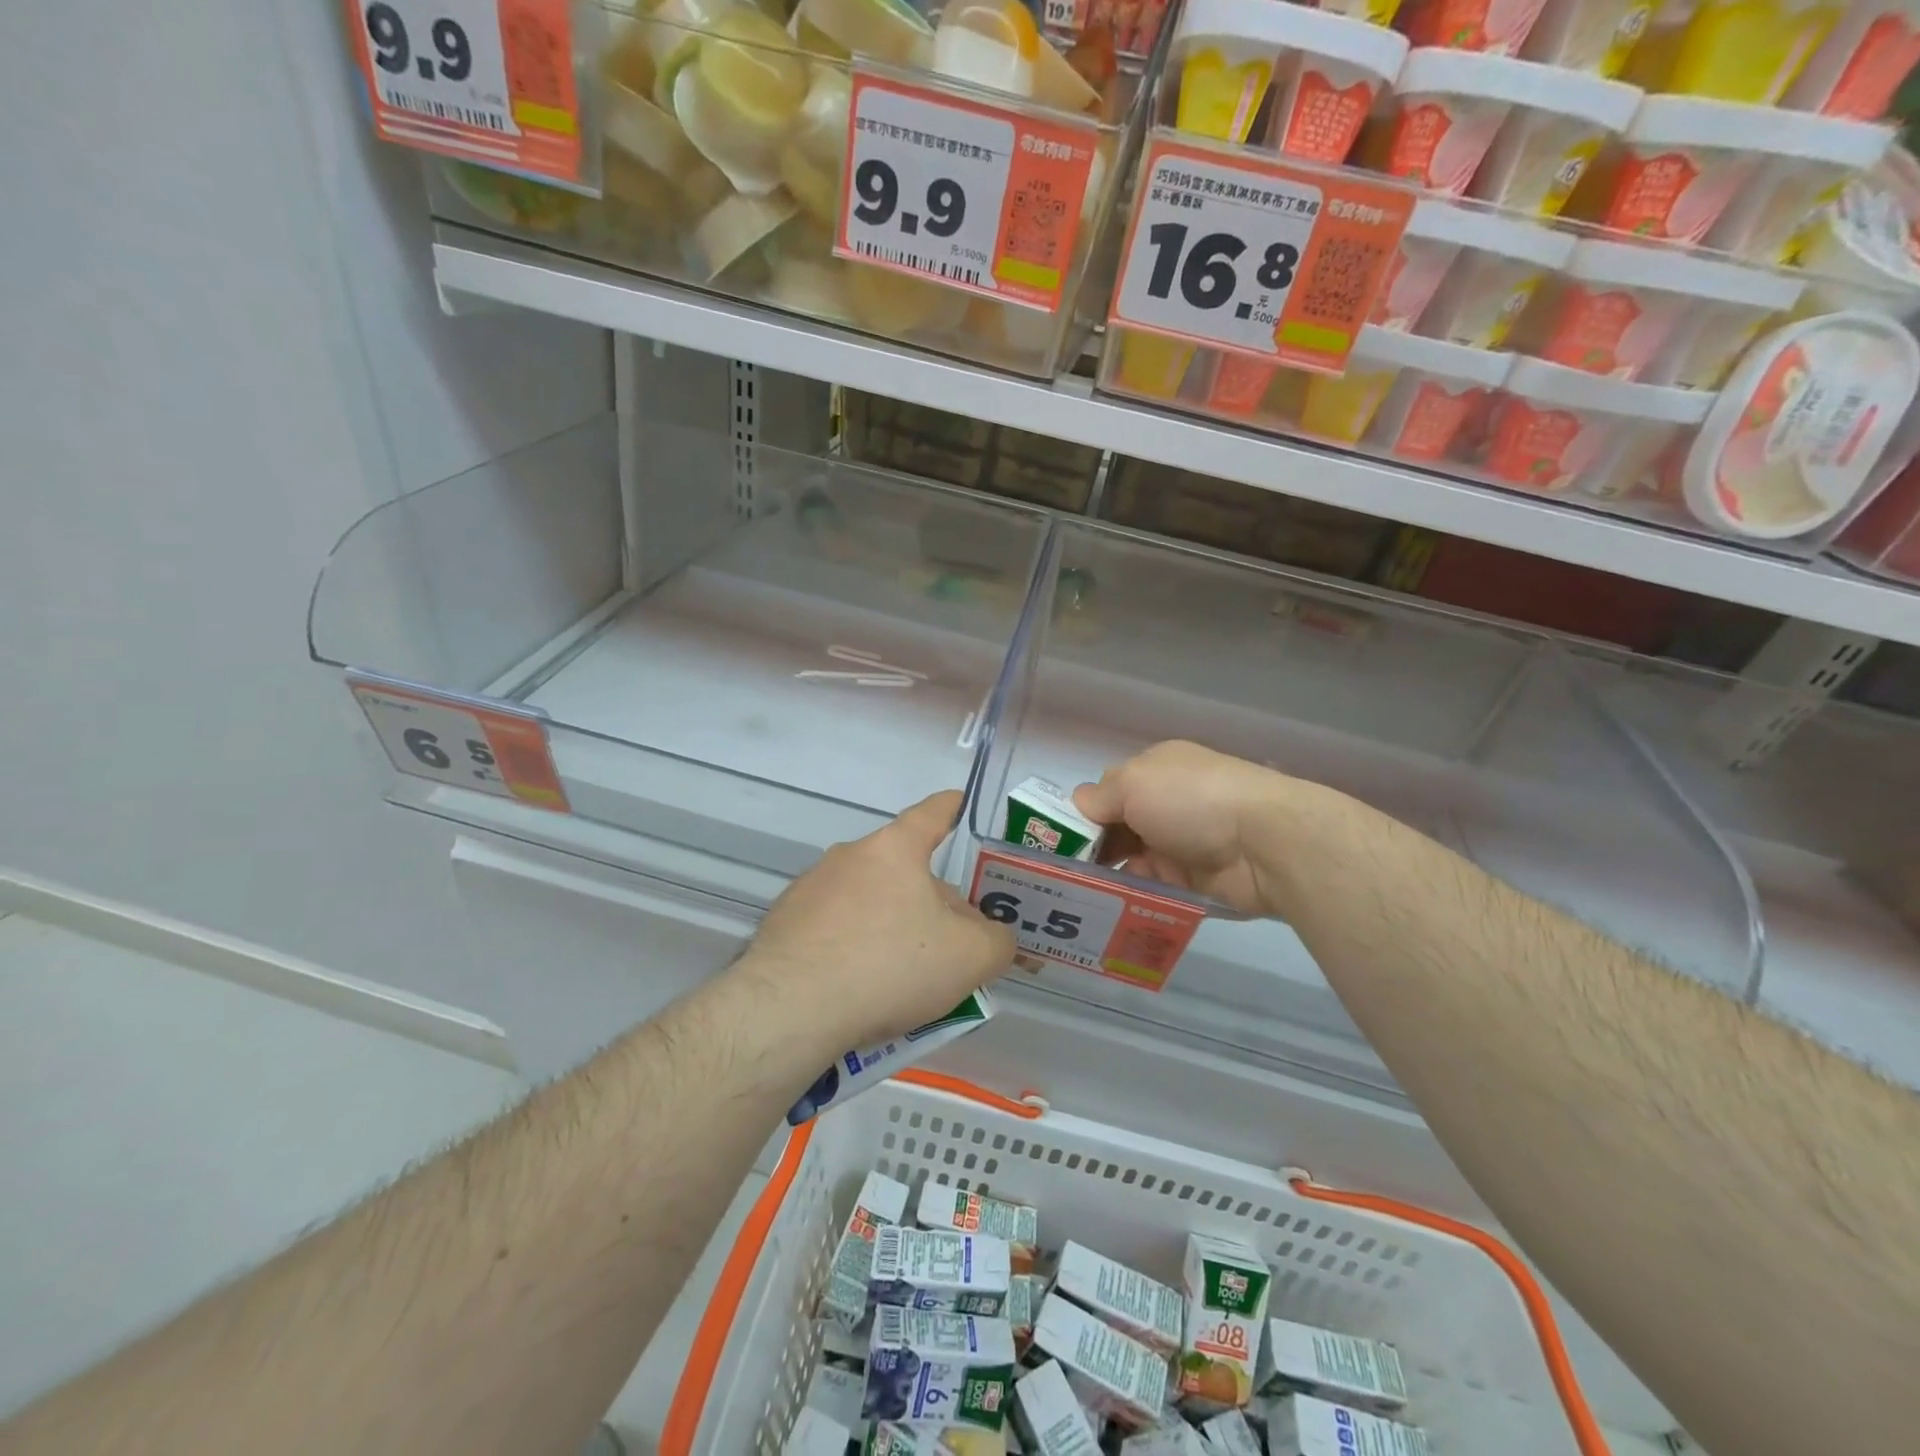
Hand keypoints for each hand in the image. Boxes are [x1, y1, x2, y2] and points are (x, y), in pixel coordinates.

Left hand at [740, 790, 1015, 1052]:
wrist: (791, 1009)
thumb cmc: (890, 965)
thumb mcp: (970, 958)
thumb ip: (997, 940)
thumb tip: (995, 936)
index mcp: (894, 848)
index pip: (933, 812)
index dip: (953, 808)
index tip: (962, 805)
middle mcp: (849, 856)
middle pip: (904, 868)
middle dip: (932, 898)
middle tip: (953, 941)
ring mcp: (810, 888)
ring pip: (869, 900)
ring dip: (892, 925)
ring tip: (907, 977)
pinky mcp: (784, 923)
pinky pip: (835, 927)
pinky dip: (854, 946)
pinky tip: (861, 988)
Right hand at [1073, 741, 1316, 917]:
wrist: (1265, 843)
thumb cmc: (1191, 800)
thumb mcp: (1133, 783)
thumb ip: (1099, 797)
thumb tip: (1079, 805)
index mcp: (1156, 771)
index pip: (1108, 791)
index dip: (1084, 814)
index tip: (1058, 840)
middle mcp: (1167, 804)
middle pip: (1117, 828)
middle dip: (1090, 849)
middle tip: (1059, 874)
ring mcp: (1181, 843)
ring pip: (1131, 861)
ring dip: (1107, 876)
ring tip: (1074, 896)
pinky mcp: (1193, 881)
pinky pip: (1152, 889)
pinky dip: (1131, 897)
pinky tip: (1104, 909)